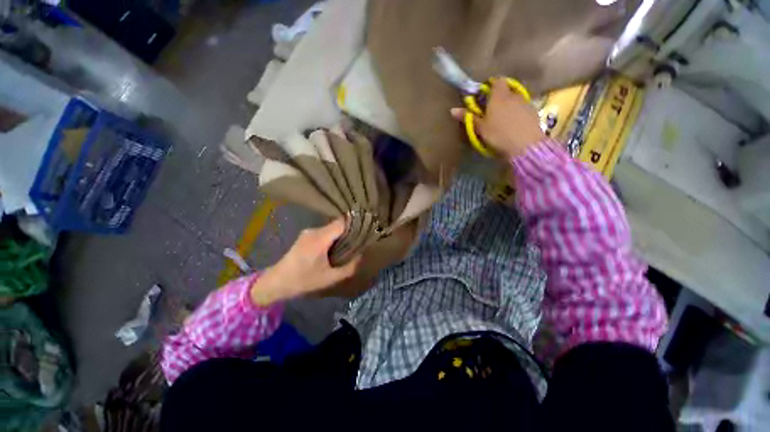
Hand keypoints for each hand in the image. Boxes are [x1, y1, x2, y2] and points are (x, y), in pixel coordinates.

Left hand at [250, 219, 359, 304]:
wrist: (275, 283)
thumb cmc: (303, 280)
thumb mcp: (330, 278)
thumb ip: (349, 267)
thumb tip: (362, 256)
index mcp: (320, 238)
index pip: (342, 223)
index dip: (355, 224)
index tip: (366, 229)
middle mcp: (314, 231)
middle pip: (337, 224)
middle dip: (350, 231)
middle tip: (361, 239)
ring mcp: (308, 233)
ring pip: (331, 228)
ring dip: (341, 235)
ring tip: (350, 245)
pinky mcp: (305, 237)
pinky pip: (324, 233)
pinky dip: (333, 238)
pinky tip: (336, 248)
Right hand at [451, 79, 545, 157]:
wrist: (525, 145)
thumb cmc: (499, 134)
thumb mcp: (480, 127)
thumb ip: (468, 117)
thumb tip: (452, 110)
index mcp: (499, 96)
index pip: (497, 81)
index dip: (491, 85)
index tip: (484, 96)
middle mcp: (513, 95)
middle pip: (506, 90)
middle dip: (499, 97)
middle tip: (491, 110)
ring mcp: (526, 103)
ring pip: (515, 100)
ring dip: (509, 106)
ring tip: (502, 120)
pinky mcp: (534, 113)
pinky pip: (523, 109)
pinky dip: (517, 113)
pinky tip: (513, 125)